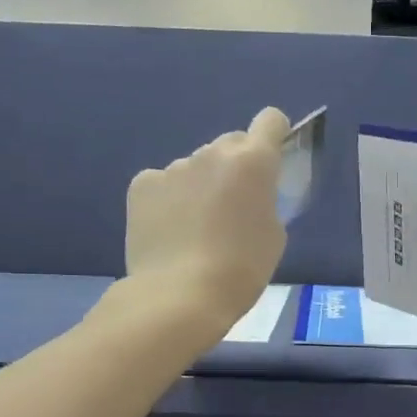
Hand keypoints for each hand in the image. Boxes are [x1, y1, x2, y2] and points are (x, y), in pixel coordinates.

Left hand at [123, 107, 290, 334]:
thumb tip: (248, 195)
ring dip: (200, 185)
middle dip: (235, 167)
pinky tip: (168, 231)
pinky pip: (163, 183)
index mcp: (253, 162)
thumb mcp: (273, 235)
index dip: (274, 135)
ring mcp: (173, 167)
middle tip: (232, 207)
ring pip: (195, 167)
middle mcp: (212, 153)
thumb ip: (265, 201)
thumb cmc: (242, 269)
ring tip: (195, 229)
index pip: (271, 120)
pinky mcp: (142, 185)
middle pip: (231, 144)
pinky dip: (168, 200)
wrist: (180, 295)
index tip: (271, 160)